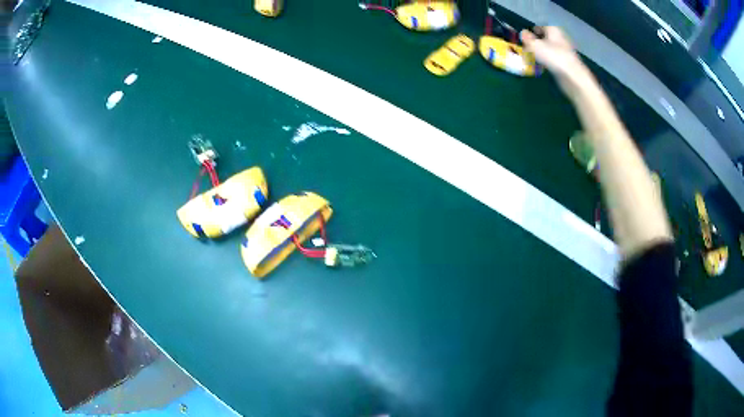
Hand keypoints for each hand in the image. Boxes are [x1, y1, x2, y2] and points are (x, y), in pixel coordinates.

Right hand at [521, 26, 594, 95]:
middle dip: (535, 44)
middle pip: (544, 39)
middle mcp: (560, 38)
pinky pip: (553, 59)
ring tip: (532, 61)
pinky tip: (541, 68)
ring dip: (540, 54)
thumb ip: (527, 38)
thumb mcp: (534, 45)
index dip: (530, 32)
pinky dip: (546, 62)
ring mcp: (564, 51)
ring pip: (548, 49)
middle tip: (526, 51)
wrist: (573, 77)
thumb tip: (523, 33)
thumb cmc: (553, 56)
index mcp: (553, 30)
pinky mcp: (566, 63)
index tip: (524, 40)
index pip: (539, 27)